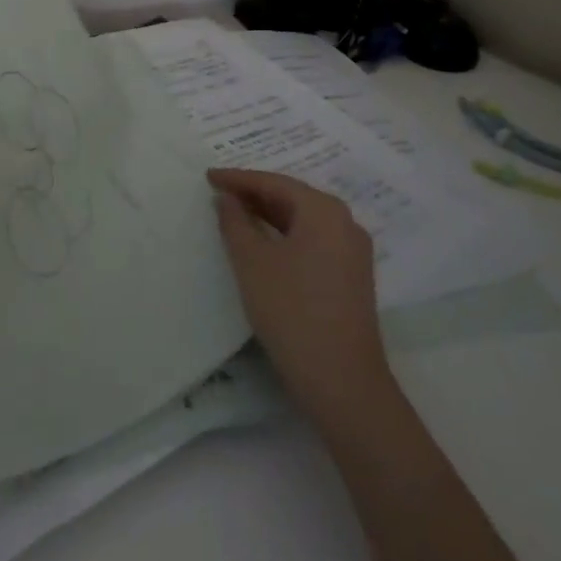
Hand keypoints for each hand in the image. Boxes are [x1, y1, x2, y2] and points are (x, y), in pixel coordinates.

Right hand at [209, 168, 391, 429]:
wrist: (343, 383)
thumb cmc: (292, 311)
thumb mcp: (252, 262)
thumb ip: (235, 222)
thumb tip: (228, 199)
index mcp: (323, 210)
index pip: (274, 182)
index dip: (238, 179)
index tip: (208, 177)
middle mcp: (345, 223)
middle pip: (291, 198)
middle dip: (254, 194)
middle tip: (219, 193)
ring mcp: (352, 252)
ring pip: (302, 221)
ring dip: (268, 216)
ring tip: (235, 215)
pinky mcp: (351, 278)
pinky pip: (312, 241)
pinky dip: (284, 236)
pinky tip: (263, 246)